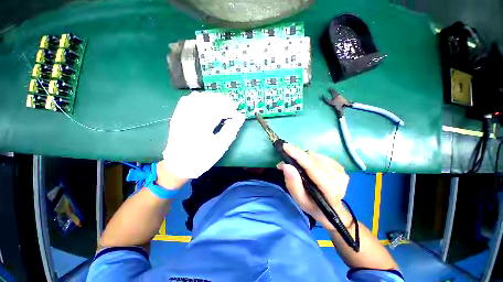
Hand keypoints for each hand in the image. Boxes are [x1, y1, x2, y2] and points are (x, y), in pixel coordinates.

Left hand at [162, 91, 245, 178]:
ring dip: (211, 97)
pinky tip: (206, 102)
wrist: (179, 165)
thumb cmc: (202, 158)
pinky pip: (186, 100)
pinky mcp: (177, 116)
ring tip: (221, 102)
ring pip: (197, 97)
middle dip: (222, 100)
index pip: (218, 109)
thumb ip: (231, 130)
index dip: (230, 108)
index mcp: (201, 126)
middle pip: (208, 100)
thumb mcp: (220, 147)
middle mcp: (190, 117)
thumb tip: (240, 117)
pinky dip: (198, 98)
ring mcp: (181, 115)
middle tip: (231, 105)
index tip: (237, 112)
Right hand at [277, 143, 350, 229]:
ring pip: (315, 156)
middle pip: (312, 159)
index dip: (298, 155)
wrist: (332, 210)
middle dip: (296, 155)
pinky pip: (319, 156)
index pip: (312, 167)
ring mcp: (340, 171)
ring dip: (303, 157)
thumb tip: (285, 165)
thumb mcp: (299, 199)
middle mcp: (338, 177)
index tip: (285, 146)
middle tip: (285, 157)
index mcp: (330, 189)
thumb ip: (292, 183)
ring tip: (296, 164)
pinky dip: (309, 158)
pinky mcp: (339, 166)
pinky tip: (307, 166)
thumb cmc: (313, 206)